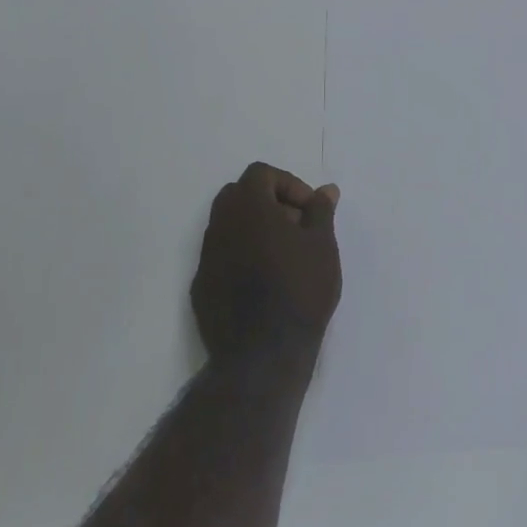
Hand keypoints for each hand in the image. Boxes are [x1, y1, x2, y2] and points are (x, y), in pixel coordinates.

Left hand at [193, 163, 341, 364]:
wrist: (264, 352)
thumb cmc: (300, 288)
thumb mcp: (322, 244)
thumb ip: (321, 211)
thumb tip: (325, 190)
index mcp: (248, 207)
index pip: (261, 173)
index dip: (289, 184)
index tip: (310, 211)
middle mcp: (220, 225)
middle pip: (239, 195)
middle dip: (269, 202)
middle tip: (297, 227)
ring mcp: (206, 257)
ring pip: (228, 226)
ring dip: (254, 229)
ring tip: (285, 255)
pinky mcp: (201, 286)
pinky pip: (221, 256)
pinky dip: (242, 256)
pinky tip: (265, 281)